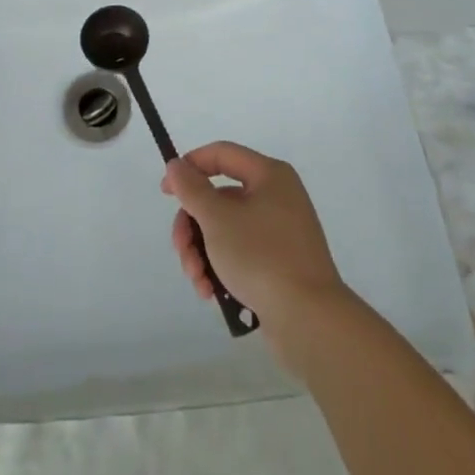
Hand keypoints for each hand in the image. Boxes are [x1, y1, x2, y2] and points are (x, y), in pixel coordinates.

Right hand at [163, 142, 351, 375]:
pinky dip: (222, 268)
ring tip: (198, 282)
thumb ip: (192, 189)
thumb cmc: (261, 257)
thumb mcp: (218, 218)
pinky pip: (242, 253)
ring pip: (227, 229)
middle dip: (193, 227)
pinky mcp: (281, 263)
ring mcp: (281, 232)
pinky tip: (212, 293)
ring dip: (203, 253)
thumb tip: (176, 165)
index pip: (222, 154)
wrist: (309, 320)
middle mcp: (278, 197)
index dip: (190, 166)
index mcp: (269, 175)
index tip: (165, 192)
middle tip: (182, 253)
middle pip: (220, 198)